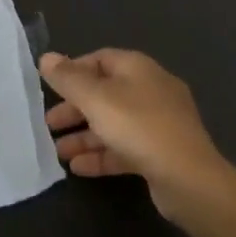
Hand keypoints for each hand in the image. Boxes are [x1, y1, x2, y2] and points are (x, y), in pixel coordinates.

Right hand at [40, 48, 232, 218]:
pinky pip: (124, 148)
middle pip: (104, 93)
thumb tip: (46, 57)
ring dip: (84, 136)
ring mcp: (158, 123)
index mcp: (138, 68)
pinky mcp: (160, 153)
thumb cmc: (138, 127)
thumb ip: (68, 79)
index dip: (73, 71)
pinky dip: (101, 155)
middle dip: (74, 109)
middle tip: (49, 124)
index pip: (100, 59)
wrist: (189, 180)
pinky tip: (78, 169)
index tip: (51, 88)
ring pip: (113, 124)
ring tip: (58, 152)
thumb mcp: (96, 99)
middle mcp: (150, 90)